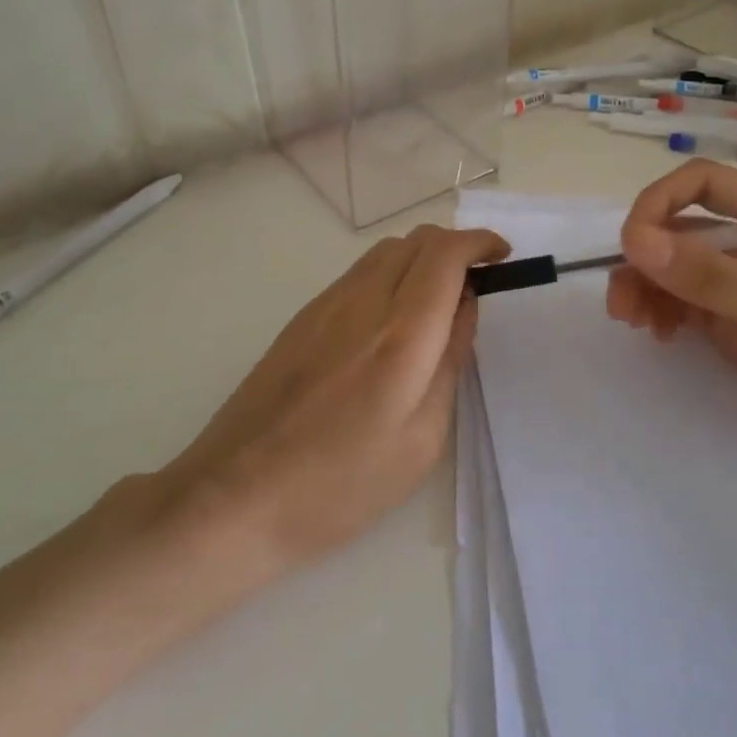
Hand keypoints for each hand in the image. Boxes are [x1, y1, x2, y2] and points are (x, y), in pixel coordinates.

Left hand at [161, 223, 508, 572]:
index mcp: (401, 336)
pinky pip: (359, 273)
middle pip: (417, 239)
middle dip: (456, 248)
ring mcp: (325, 305)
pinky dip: (391, 274)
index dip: (480, 243)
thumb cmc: (341, 486)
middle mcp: (363, 303)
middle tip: (475, 286)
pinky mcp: (301, 318)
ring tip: (437, 302)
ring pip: (386, 250)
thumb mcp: (421, 440)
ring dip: (422, 259)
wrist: (235, 497)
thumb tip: (465, 306)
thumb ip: (451, 361)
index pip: (447, 254)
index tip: (501, 258)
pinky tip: (392, 321)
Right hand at [606, 159, 736, 471]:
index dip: (658, 203)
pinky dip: (663, 312)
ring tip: (635, 322)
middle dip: (645, 257)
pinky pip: (685, 304)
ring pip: (675, 269)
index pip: (701, 184)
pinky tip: (660, 334)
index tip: (631, 245)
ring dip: (646, 288)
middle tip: (621, 301)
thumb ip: (707, 273)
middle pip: (680, 230)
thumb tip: (633, 243)